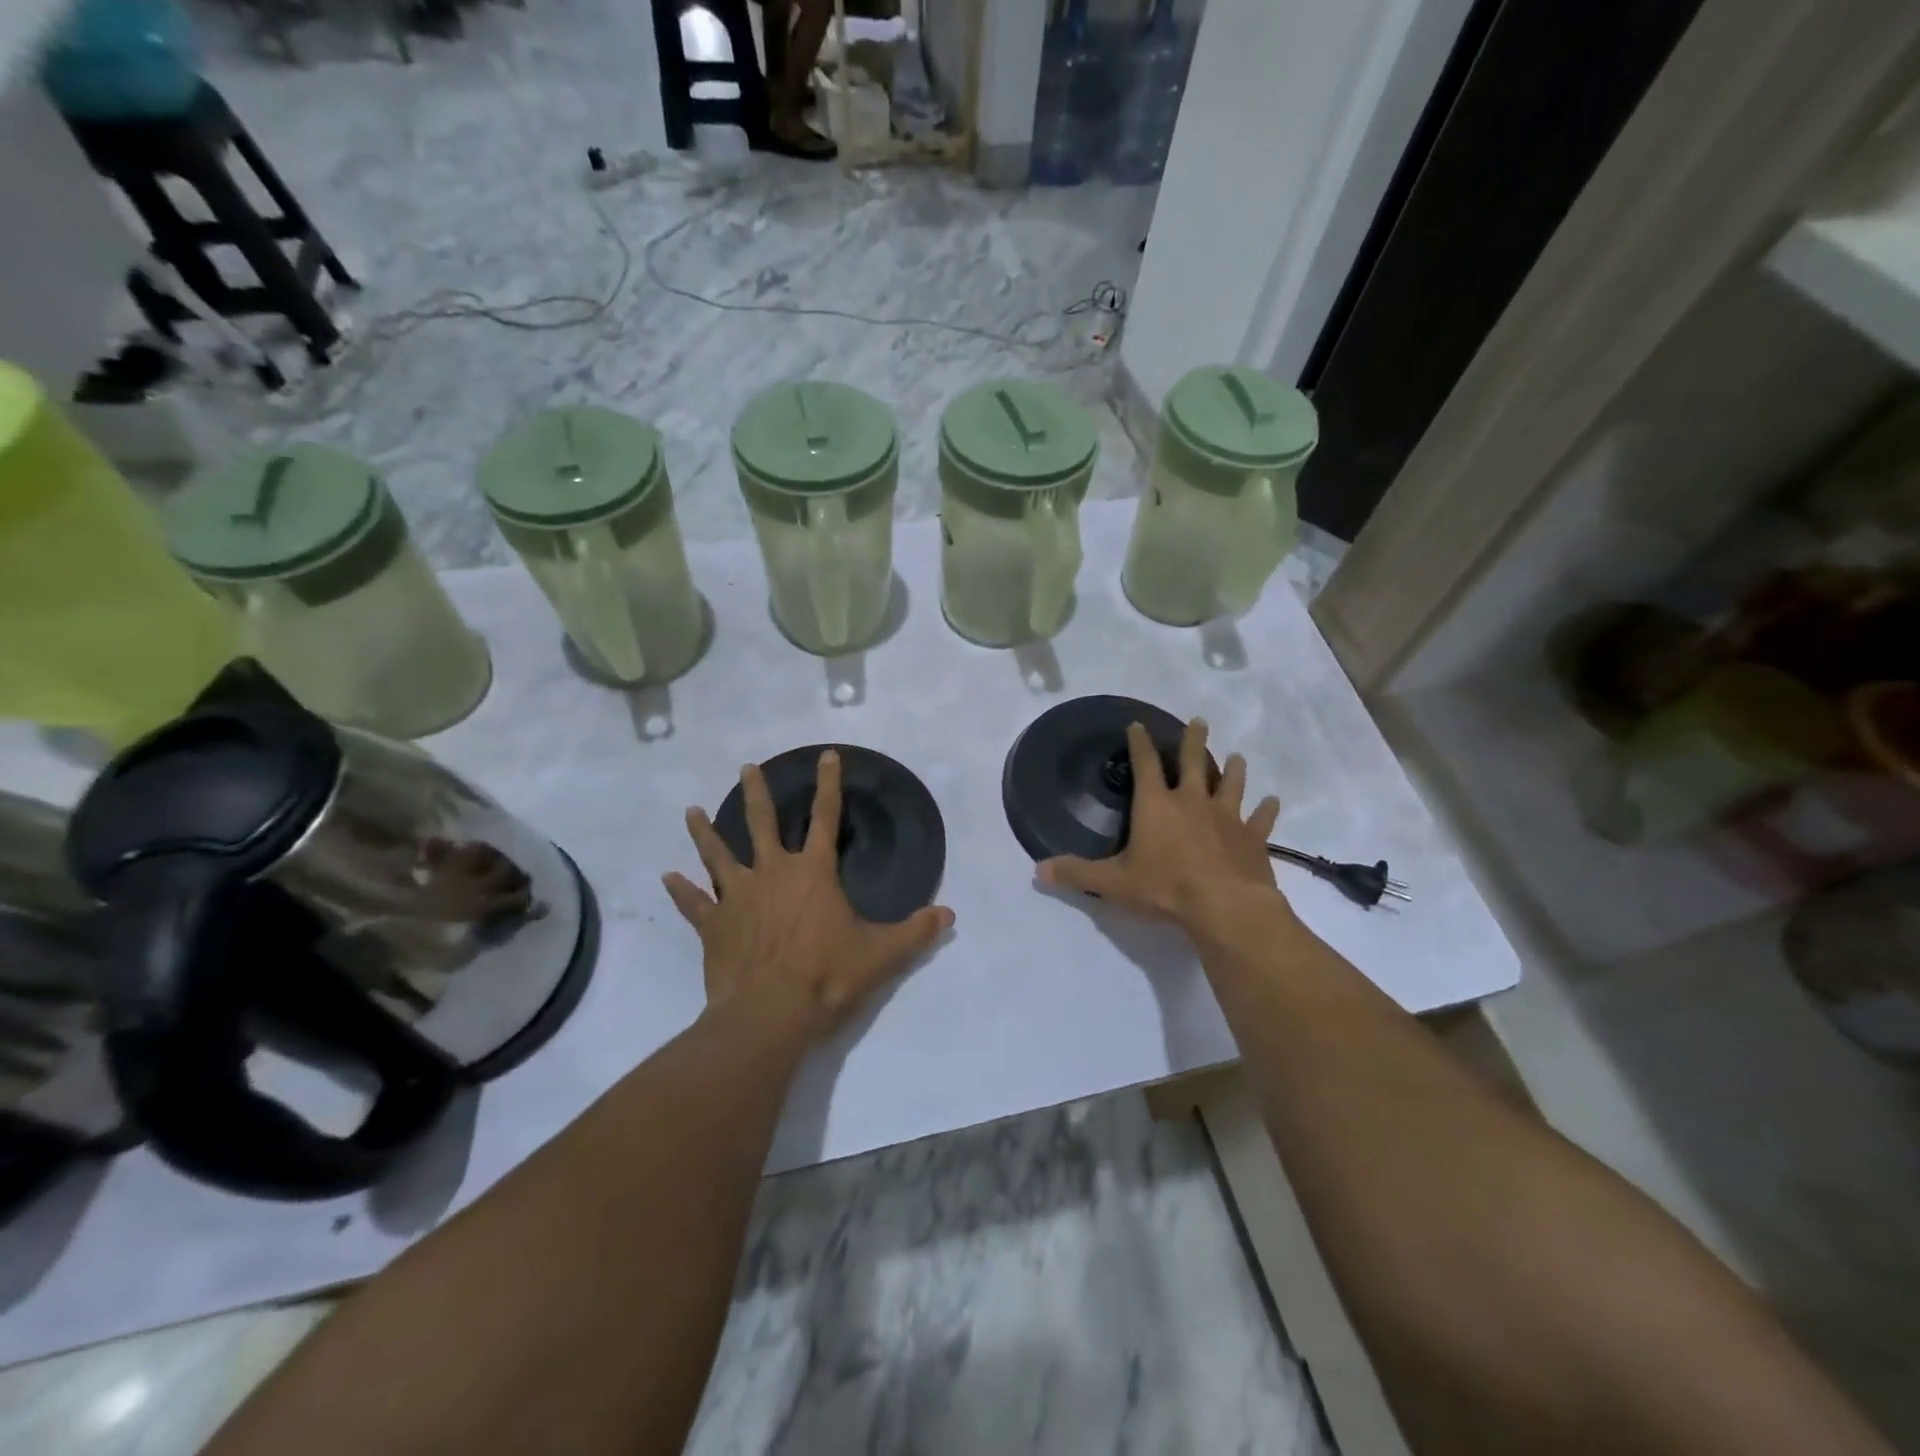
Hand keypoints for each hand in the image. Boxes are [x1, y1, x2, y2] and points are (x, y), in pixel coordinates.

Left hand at [663, 750, 953, 1043]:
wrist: (770, 1015)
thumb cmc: (828, 976)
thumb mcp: (882, 954)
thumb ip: (916, 931)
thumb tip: (949, 915)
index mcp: (813, 873)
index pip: (826, 817)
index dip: (830, 785)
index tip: (827, 755)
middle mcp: (773, 873)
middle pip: (762, 823)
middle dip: (757, 793)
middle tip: (747, 769)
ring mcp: (737, 898)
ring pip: (718, 855)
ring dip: (705, 833)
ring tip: (690, 810)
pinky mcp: (713, 926)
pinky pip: (693, 904)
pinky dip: (680, 891)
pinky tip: (666, 878)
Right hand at [1038, 718, 1284, 929]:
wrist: (1225, 906)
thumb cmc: (1166, 888)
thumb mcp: (1113, 883)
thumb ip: (1077, 874)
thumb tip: (1039, 871)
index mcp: (1156, 806)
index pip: (1144, 765)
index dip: (1139, 743)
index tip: (1138, 724)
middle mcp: (1192, 802)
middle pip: (1194, 763)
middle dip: (1194, 741)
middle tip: (1200, 721)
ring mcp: (1227, 818)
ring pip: (1231, 784)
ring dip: (1233, 770)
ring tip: (1237, 757)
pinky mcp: (1253, 838)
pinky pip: (1261, 819)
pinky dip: (1267, 810)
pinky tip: (1273, 801)